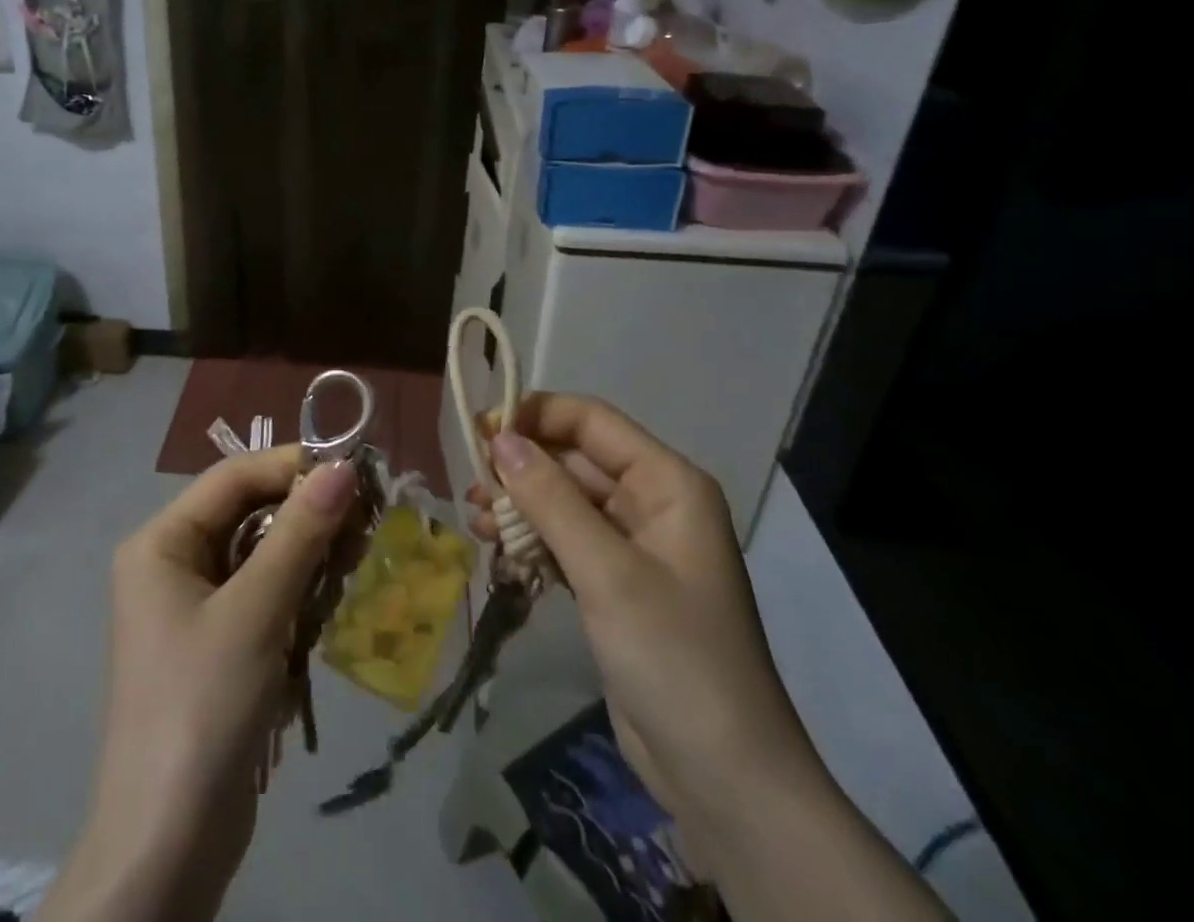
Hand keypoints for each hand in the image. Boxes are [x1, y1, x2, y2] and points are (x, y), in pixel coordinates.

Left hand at [37, 447, 357, 921]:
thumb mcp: (256, 611)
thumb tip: (342, 467)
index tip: (353, 471)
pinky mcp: (217, 643)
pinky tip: (328, 605)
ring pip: (261, 554)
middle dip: (305, 514)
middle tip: (365, 519)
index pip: (232, 477)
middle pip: (247, 513)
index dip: (291, 466)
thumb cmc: (203, 706)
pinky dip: (297, 593)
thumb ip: (300, 533)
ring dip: (307, 555)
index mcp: (161, 541)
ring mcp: (193, 605)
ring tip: (354, 560)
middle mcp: (172, 562)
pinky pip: (262, 594)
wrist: (167, 844)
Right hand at [466, 395, 819, 827]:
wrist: (724, 778)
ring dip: (519, 506)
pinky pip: (564, 541)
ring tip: (475, 520)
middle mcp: (652, 502)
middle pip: (573, 459)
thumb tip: (499, 438)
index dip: (535, 415)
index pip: (591, 421)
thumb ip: (550, 499)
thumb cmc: (673, 656)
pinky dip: (531, 541)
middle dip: (520, 467)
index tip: (479, 430)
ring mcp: (633, 545)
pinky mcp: (615, 583)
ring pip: (563, 501)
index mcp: (667, 483)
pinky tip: (496, 552)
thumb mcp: (606, 571)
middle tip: (470, 483)